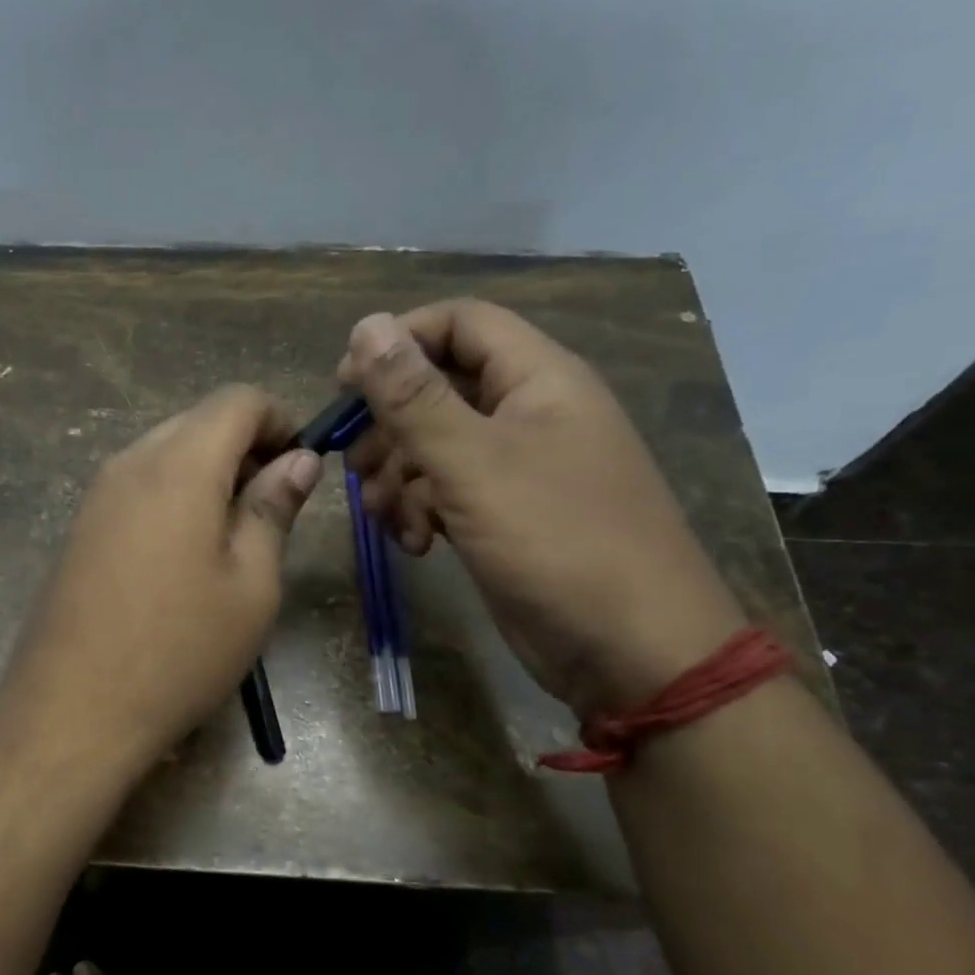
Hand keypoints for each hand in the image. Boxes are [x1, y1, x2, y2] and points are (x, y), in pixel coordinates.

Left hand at [1, 385, 321, 772]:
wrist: (72, 708)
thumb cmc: (180, 649)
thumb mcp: (250, 584)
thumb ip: (273, 509)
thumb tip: (299, 460)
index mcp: (180, 465)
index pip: (238, 400)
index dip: (280, 420)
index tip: (302, 467)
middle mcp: (131, 462)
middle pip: (198, 422)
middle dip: (245, 448)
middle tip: (273, 508)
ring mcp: (97, 494)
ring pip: (166, 453)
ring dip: (209, 475)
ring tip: (233, 538)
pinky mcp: (80, 527)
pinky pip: (138, 486)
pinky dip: (174, 497)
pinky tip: (185, 556)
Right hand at [338, 299, 745, 715]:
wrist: (628, 650)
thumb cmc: (556, 541)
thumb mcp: (473, 463)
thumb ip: (414, 397)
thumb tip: (366, 325)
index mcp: (538, 379)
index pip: (459, 324)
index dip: (399, 342)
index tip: (345, 384)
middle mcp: (528, 413)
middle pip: (438, 389)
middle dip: (390, 426)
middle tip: (355, 464)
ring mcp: (517, 469)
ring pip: (434, 447)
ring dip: (399, 478)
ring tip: (387, 517)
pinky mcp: (504, 516)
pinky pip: (447, 492)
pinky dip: (421, 512)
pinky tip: (416, 544)